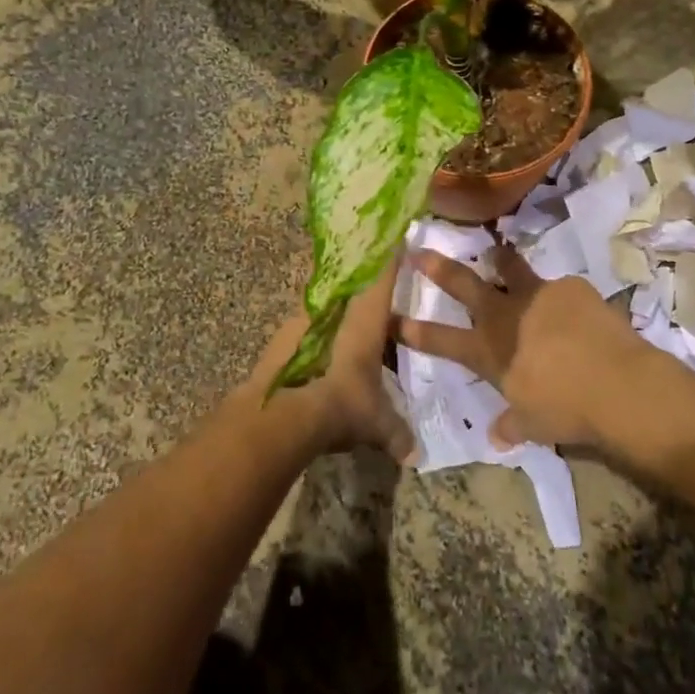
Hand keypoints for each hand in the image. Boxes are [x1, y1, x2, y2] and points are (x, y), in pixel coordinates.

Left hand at [249, 259, 415, 463]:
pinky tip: (324, 360)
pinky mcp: (282, 338)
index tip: (396, 237)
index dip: (390, 257)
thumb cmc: (341, 404)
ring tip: (351, 339)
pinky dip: (319, 337)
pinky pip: (309, 328)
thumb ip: (396, 434)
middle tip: (379, 302)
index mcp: (365, 318)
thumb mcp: (375, 423)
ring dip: (340, 317)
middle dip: (366, 291)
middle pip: (353, 288)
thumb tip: (413, 456)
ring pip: (329, 308)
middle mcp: (335, 310)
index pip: (381, 276)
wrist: (281, 414)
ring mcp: (304, 321)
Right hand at [396, 243, 666, 450]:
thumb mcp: (534, 425)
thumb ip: (512, 424)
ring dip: (498, 260)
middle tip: (419, 251)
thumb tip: (497, 436)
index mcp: (489, 351)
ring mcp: (537, 295)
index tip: (394, 317)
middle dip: (439, 267)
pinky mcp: (570, 287)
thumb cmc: (567, 411)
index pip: (441, 340)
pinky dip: (559, 297)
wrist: (618, 386)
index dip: (415, 330)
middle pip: (464, 284)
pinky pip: (558, 288)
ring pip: (509, 268)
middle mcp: (505, 315)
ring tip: (495, 252)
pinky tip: (574, 310)